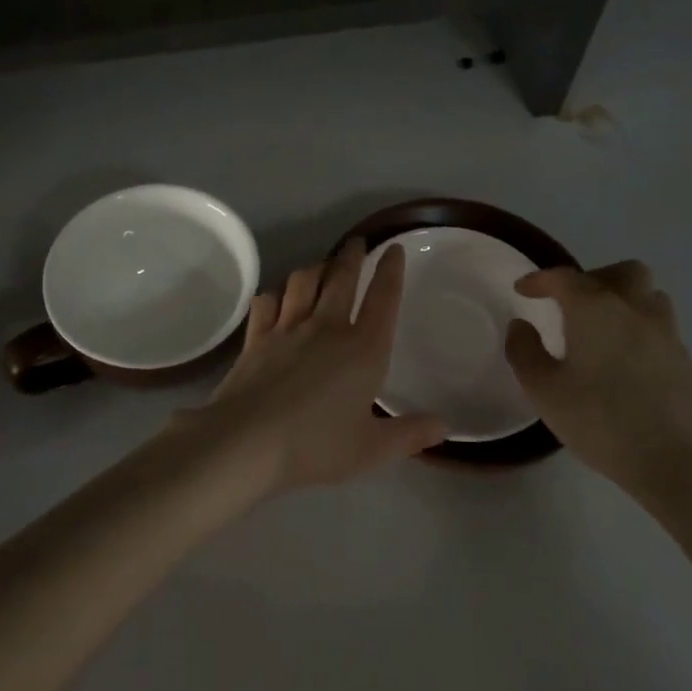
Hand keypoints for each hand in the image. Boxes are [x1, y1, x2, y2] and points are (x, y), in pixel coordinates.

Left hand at [191, 239, 448, 492]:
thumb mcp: (371, 449)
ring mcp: (288, 328)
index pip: (383, 299)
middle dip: (353, 255)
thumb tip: (444, 426)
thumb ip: (409, 434)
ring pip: (303, 281)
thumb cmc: (316, 445)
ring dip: (315, 268)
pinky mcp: (256, 337)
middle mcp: (326, 327)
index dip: (391, 271)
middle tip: (358, 242)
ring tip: (321, 265)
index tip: (394, 248)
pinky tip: (276, 297)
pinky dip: (275, 294)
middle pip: (341, 278)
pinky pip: (266, 302)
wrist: (247, 440)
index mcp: (363, 349)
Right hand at [504, 261, 691, 505]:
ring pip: (649, 298)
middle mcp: (635, 310)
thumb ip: (524, 351)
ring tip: (603, 330)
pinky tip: (628, 367)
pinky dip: (641, 335)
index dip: (540, 280)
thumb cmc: (601, 421)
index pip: (564, 277)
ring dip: (625, 302)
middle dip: (594, 278)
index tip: (523, 290)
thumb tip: (521, 325)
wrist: (679, 463)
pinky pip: (661, 332)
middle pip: (623, 272)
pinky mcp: (688, 363)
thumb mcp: (543, 390)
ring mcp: (668, 335)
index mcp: (595, 309)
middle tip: (573, 303)